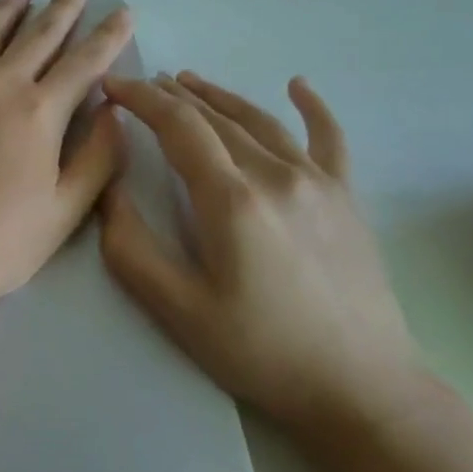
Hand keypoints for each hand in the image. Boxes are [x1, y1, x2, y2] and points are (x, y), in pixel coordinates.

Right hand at [99, 71, 424, 438]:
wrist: (363, 391)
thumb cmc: (262, 352)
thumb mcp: (178, 310)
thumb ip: (131, 247)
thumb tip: (109, 189)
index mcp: (231, 199)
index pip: (178, 126)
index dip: (141, 99)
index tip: (112, 85)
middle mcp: (276, 175)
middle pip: (214, 118)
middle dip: (171, 96)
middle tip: (140, 86)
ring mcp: (317, 183)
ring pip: (259, 120)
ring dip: (218, 96)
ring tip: (187, 80)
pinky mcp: (346, 198)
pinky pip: (329, 138)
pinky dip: (313, 107)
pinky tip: (298, 84)